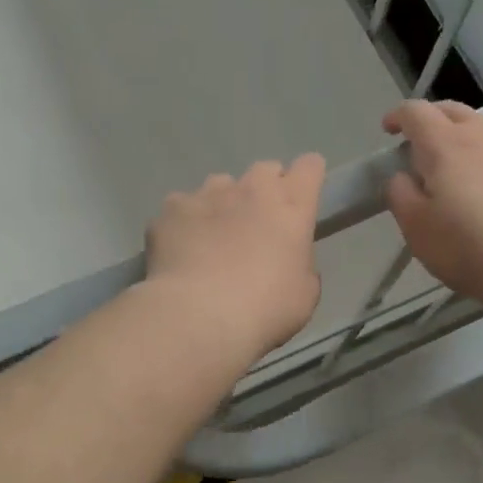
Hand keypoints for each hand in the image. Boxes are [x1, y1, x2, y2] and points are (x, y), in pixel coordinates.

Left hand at [145, 155, 326, 362]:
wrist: (201, 315)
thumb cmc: (265, 308)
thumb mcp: (304, 294)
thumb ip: (300, 264)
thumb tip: (287, 259)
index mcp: (292, 207)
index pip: (310, 167)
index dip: (308, 178)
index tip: (302, 198)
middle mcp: (252, 189)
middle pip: (265, 169)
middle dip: (265, 190)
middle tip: (259, 224)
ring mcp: (209, 194)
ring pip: (221, 184)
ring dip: (224, 203)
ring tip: (215, 237)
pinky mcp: (172, 208)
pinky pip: (182, 206)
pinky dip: (185, 222)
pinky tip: (182, 248)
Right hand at [383, 101, 482, 309]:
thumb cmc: (470, 249)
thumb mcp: (417, 230)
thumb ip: (401, 195)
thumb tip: (403, 176)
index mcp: (444, 145)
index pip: (415, 112)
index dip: (398, 116)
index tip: (389, 130)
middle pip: (453, 110)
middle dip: (432, 119)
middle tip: (421, 143)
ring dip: (468, 135)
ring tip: (463, 161)